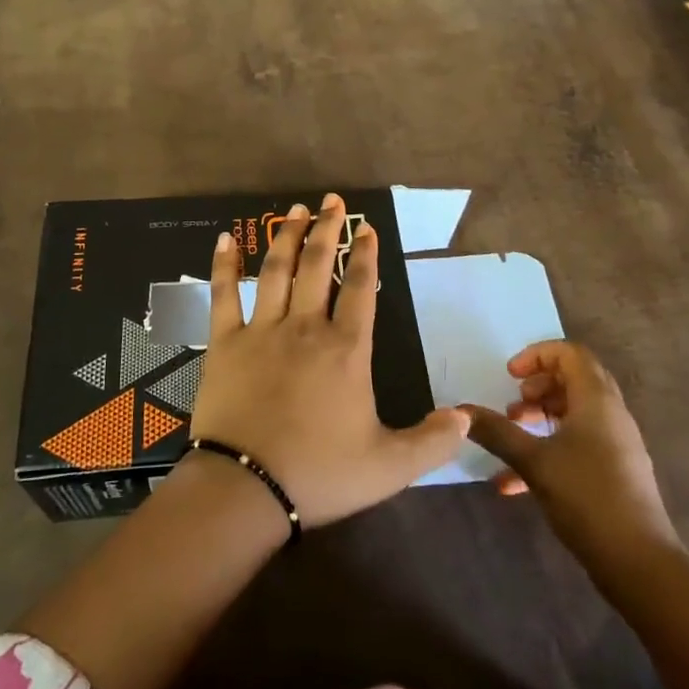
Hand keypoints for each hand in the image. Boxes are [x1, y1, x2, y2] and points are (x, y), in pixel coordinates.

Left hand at [188, 193, 467, 526]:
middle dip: (328, 230)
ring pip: (276, 270)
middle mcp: (305, 327)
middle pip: (317, 266)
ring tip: (296, 210)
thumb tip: (466, 418)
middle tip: (333, 200)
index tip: (368, 228)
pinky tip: (226, 239)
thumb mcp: (389, 467)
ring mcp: (262, 330)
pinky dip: (224, 265)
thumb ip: (431, 442)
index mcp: (346, 350)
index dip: (365, 255)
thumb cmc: (320, 474)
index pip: (359, 289)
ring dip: (287, 236)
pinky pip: (223, 295)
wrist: (247, 488)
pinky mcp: (224, 342)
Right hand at [463, 341, 681, 596]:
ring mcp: (616, 445)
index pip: (570, 353)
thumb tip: (459, 411)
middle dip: (538, 387)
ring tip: (513, 436)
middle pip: (574, 380)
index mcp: (596, 400)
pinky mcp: (615, 473)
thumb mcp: (533, 461)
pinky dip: (549, 449)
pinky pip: (579, 444)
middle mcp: (611, 414)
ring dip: (541, 417)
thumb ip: (496, 432)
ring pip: (575, 413)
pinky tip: (515, 483)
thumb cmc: (587, 497)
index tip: (510, 376)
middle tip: (513, 404)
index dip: (537, 355)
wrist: (639, 564)